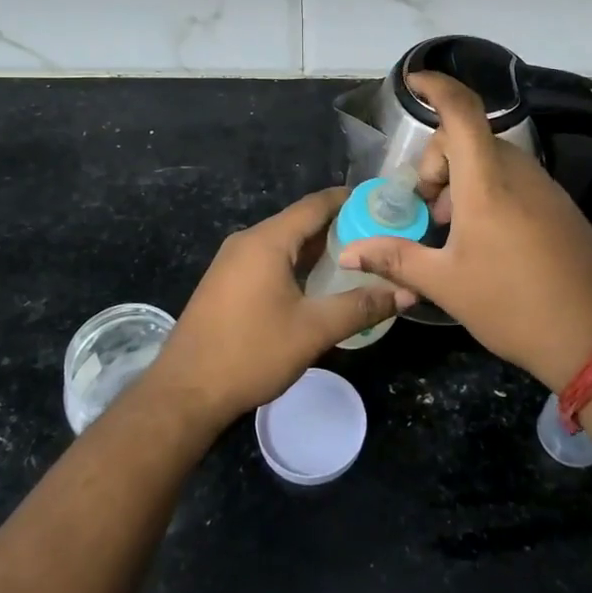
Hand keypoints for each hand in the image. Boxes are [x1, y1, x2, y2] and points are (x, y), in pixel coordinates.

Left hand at [148, 188, 417, 432]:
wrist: (185, 392)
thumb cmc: (251, 353)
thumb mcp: (313, 330)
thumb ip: (361, 307)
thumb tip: (406, 292)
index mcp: (267, 241)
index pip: (315, 205)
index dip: (349, 199)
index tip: (383, 202)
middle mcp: (247, 241)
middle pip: (300, 222)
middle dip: (339, 226)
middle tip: (379, 235)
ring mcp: (232, 262)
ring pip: (284, 243)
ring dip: (318, 248)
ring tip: (358, 258)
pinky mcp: (226, 283)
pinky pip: (269, 260)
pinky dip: (297, 264)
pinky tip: (318, 284)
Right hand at [339, 73, 591, 389]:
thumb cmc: (513, 305)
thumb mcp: (445, 284)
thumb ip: (395, 258)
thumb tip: (349, 251)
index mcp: (487, 181)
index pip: (462, 111)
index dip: (436, 86)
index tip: (411, 81)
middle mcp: (518, 172)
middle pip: (468, 139)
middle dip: (436, 163)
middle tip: (426, 210)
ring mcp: (545, 188)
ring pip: (491, 160)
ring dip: (461, 181)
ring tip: (450, 231)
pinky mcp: (560, 207)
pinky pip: (513, 180)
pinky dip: (487, 192)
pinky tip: (483, 240)